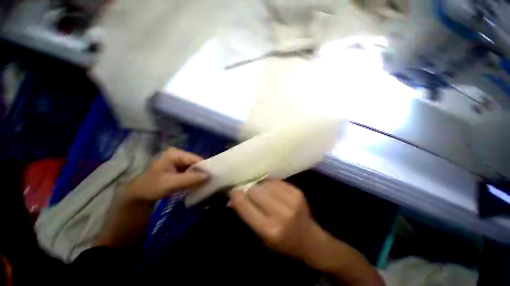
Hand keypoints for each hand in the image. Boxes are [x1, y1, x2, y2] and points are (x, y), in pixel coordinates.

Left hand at [127, 147, 207, 201]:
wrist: (139, 195)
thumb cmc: (151, 187)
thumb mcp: (170, 183)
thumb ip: (190, 179)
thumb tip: (208, 175)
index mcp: (175, 154)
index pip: (195, 158)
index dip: (204, 167)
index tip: (213, 176)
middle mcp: (179, 155)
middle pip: (196, 162)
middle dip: (202, 172)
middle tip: (210, 181)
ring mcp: (179, 161)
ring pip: (194, 167)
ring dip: (199, 175)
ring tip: (206, 183)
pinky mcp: (179, 168)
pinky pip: (191, 171)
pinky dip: (195, 178)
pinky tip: (198, 183)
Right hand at [228, 180, 320, 260]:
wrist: (310, 239)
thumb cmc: (282, 242)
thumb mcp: (261, 236)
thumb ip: (247, 215)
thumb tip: (233, 198)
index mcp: (269, 229)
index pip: (246, 207)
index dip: (237, 197)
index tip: (233, 191)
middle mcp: (281, 214)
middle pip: (255, 191)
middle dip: (249, 190)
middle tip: (249, 192)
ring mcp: (291, 200)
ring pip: (265, 184)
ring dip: (260, 186)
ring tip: (262, 192)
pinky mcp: (297, 191)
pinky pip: (276, 181)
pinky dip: (270, 184)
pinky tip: (272, 190)